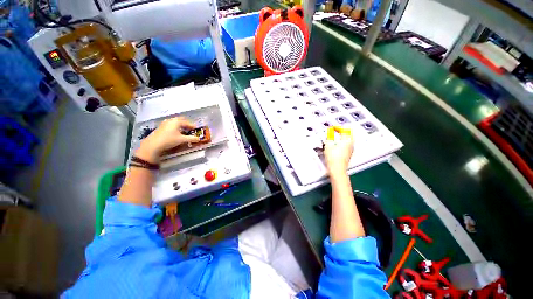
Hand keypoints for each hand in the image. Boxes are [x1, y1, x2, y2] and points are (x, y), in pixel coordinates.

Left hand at [136, 117, 199, 162]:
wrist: (153, 144)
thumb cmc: (169, 140)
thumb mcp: (182, 140)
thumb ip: (191, 139)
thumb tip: (198, 139)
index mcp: (177, 122)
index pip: (187, 123)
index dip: (192, 126)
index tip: (196, 129)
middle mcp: (171, 120)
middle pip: (181, 120)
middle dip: (186, 124)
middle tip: (190, 129)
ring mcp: (165, 123)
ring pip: (175, 122)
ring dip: (180, 125)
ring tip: (184, 131)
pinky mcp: (161, 127)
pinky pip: (171, 125)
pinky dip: (175, 127)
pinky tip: (176, 133)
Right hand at [324, 128, 353, 175]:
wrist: (337, 170)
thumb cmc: (333, 157)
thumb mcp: (328, 145)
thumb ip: (329, 137)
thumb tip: (330, 132)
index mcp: (347, 140)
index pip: (344, 129)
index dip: (337, 127)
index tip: (331, 128)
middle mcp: (351, 143)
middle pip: (349, 133)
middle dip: (342, 131)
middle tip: (335, 130)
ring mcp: (350, 149)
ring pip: (348, 139)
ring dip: (342, 136)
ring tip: (335, 136)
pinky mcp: (348, 154)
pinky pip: (347, 144)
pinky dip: (342, 141)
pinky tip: (336, 144)